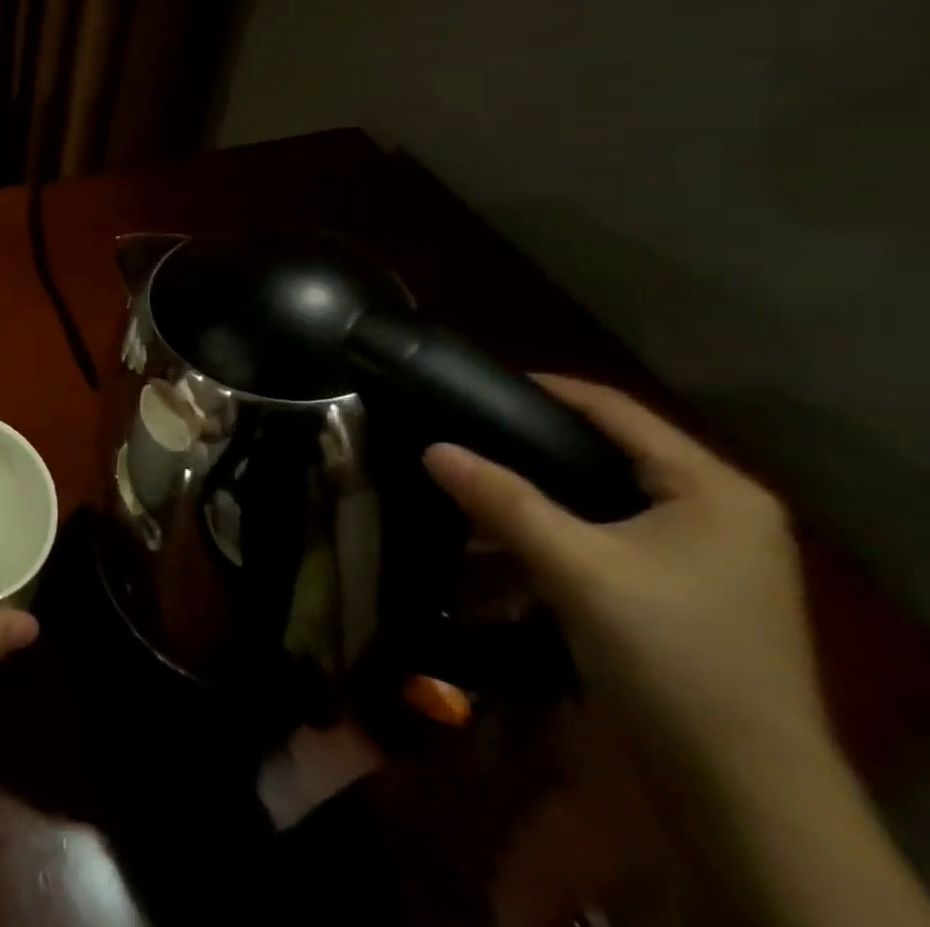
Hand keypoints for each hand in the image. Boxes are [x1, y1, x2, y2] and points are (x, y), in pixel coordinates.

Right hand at [422, 377, 827, 778]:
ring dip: (540, 487)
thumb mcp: (576, 568)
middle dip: (532, 439)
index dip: (544, 389)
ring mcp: (706, 554)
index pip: (616, 410)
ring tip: (472, 475)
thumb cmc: (670, 656)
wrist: (744, 793)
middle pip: (608, 450)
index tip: (473, 383)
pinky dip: (558, 525)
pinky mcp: (686, 590)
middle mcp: (718, 510)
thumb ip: (502, 500)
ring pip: (604, 494)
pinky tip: (504, 531)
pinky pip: (608, 533)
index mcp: (713, 489)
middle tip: (463, 427)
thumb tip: (432, 447)